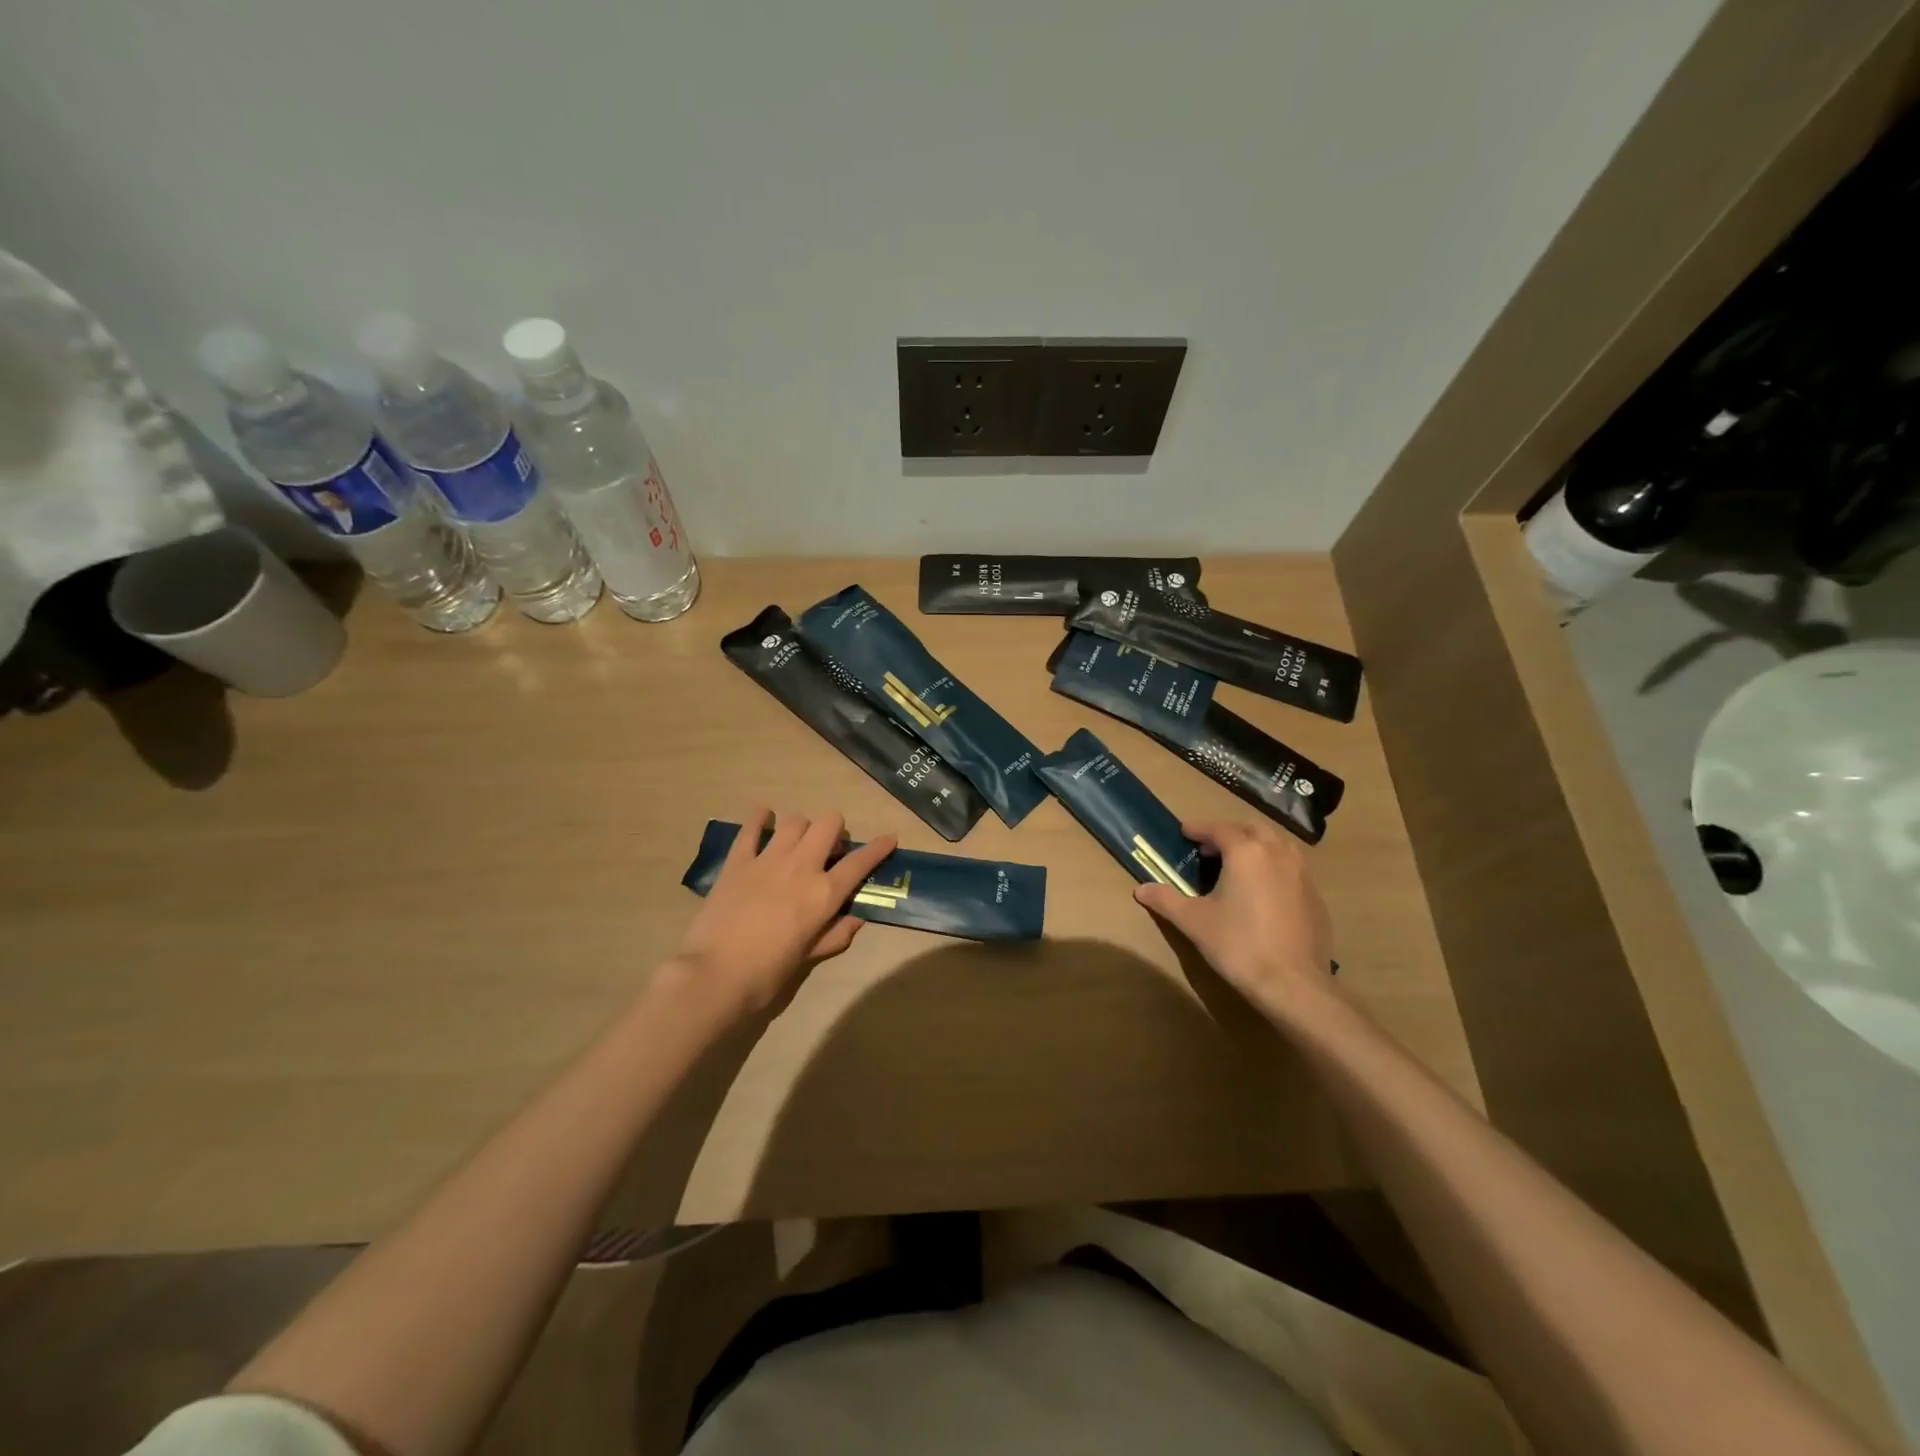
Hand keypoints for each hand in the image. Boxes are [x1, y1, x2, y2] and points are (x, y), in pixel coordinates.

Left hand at [672, 809, 897, 1017]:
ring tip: (798, 842)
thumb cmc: (767, 974)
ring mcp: (768, 859)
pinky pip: (751, 828)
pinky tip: (764, 818)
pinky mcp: (737, 861)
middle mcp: (801, 867)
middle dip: (835, 830)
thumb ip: (835, 934)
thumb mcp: (809, 958)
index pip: (860, 862)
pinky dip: (761, 819)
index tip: (890, 837)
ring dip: (803, 828)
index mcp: (824, 894)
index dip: (879, 847)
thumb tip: (856, 918)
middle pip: (828, 823)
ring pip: (796, 820)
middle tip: (829, 849)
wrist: (714, 975)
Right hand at [1134, 818, 1335, 1014]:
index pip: (1219, 829)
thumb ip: (1166, 900)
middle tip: (1210, 847)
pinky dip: (1274, 866)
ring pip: (1278, 844)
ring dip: (1256, 844)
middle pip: (1253, 828)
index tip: (1184, 831)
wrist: (1293, 984)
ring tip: (1238, 863)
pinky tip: (1264, 890)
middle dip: (1230, 831)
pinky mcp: (1315, 896)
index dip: (1199, 828)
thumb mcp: (1194, 921)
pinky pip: (1293, 867)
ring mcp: (1302, 874)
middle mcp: (1277, 853)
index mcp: (1246, 852)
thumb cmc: (1238, 945)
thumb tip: (1140, 889)